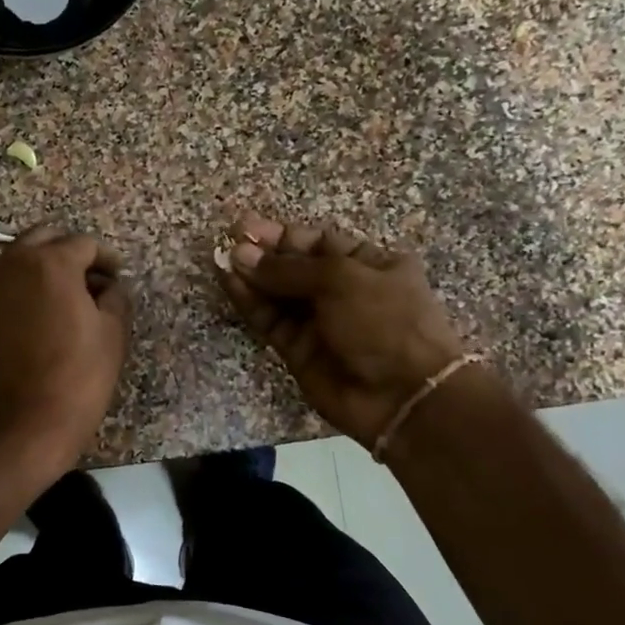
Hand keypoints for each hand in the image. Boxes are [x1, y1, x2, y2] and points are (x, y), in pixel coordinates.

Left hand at [0, 224, 133, 477]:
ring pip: (22, 256)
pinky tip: (46, 312)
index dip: (106, 259)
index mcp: (50, 263)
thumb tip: (109, 286)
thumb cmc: (77, 377)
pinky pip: (7, 280)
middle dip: (72, 253)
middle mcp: (14, 263)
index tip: (117, 279)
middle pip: (46, 239)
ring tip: (71, 298)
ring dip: (46, 266)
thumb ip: (115, 296)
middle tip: (94, 281)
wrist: (23, 424)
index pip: (83, 244)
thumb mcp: (112, 333)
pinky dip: (27, 284)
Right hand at [217, 212, 469, 446]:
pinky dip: (250, 303)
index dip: (283, 235)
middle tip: (228, 242)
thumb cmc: (384, 321)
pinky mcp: (298, 350)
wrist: (403, 396)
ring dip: (251, 276)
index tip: (246, 228)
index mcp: (370, 264)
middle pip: (295, 267)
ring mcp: (320, 322)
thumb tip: (240, 254)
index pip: (319, 243)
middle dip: (263, 255)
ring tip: (221, 260)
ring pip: (278, 294)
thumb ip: (288, 268)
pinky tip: (229, 283)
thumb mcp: (341, 280)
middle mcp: (344, 291)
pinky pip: (271, 320)